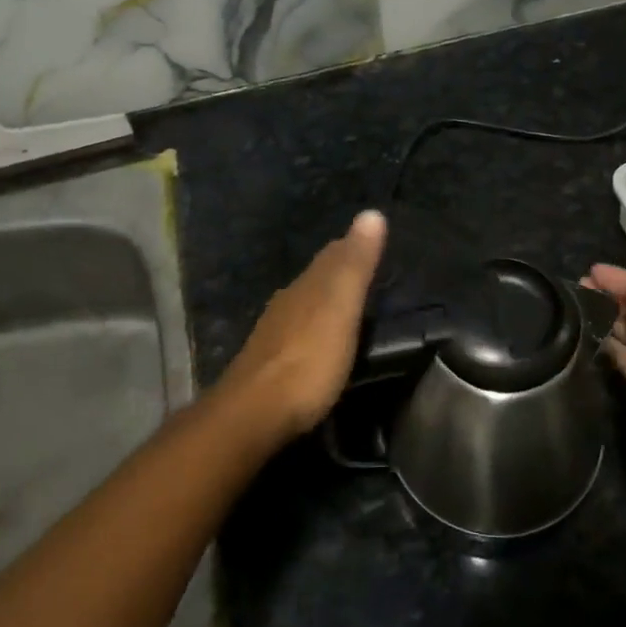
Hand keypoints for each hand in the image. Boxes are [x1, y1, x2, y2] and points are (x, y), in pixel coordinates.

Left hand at [217, 210, 387, 442]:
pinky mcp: (268, 365)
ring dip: (323, 300)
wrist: (253, 413)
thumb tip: (371, 212)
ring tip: (343, 303)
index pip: (332, 255)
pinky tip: (316, 340)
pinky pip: (296, 333)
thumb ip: (355, 263)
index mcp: (307, 286)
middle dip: (337, 271)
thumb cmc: (308, 358)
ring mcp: (274, 334)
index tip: (370, 239)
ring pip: (303, 305)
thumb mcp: (341, 306)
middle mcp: (288, 302)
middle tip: (362, 268)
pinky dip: (311, 328)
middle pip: (316, 278)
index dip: (351, 246)